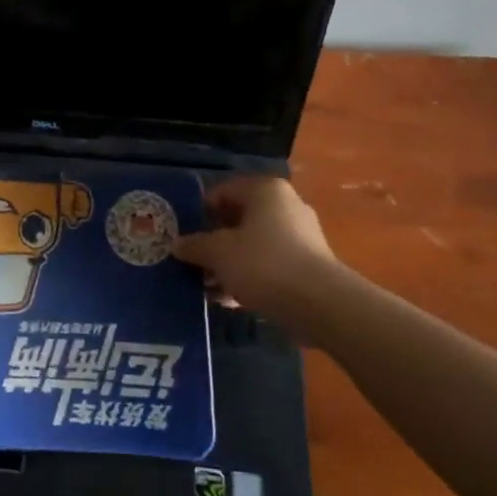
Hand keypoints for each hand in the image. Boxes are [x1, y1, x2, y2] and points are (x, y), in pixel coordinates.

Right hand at [173, 175, 338, 324]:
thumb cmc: (263, 264)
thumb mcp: (218, 252)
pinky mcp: (308, 266)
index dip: (200, 212)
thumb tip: (176, 244)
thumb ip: (195, 245)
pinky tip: (230, 299)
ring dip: (229, 263)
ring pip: (253, 244)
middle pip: (238, 218)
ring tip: (208, 285)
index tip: (184, 235)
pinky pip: (269, 265)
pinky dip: (249, 277)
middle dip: (214, 241)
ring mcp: (301, 236)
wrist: (320, 304)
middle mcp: (286, 206)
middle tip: (193, 260)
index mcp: (265, 191)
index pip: (223, 191)